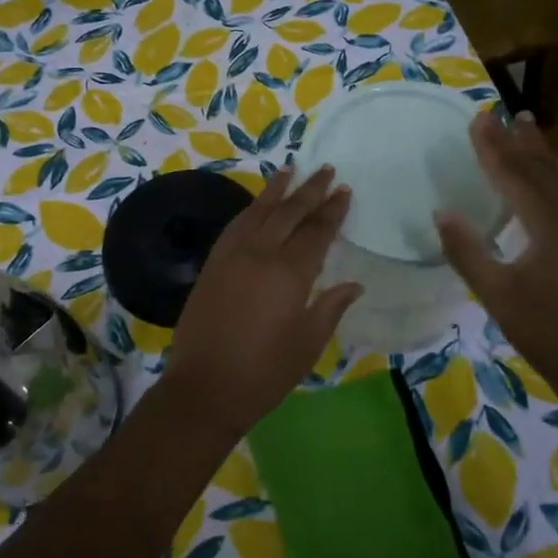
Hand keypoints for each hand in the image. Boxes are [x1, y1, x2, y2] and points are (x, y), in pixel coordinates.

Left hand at [163, 166, 360, 437]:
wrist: (205, 387)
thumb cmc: (264, 372)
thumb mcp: (307, 345)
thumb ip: (330, 308)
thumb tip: (353, 284)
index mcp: (290, 274)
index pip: (316, 232)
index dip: (332, 211)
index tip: (344, 191)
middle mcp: (260, 254)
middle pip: (289, 213)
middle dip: (310, 190)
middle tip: (326, 170)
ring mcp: (231, 256)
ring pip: (258, 212)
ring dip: (276, 190)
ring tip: (290, 170)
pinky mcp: (212, 264)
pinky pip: (235, 226)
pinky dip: (250, 210)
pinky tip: (257, 205)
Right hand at [435, 111, 557, 392]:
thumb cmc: (544, 330)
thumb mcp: (497, 295)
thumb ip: (467, 252)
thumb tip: (442, 212)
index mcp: (547, 226)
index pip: (513, 176)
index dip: (492, 147)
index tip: (477, 118)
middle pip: (539, 169)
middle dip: (514, 140)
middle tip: (495, 112)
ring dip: (540, 149)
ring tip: (526, 122)